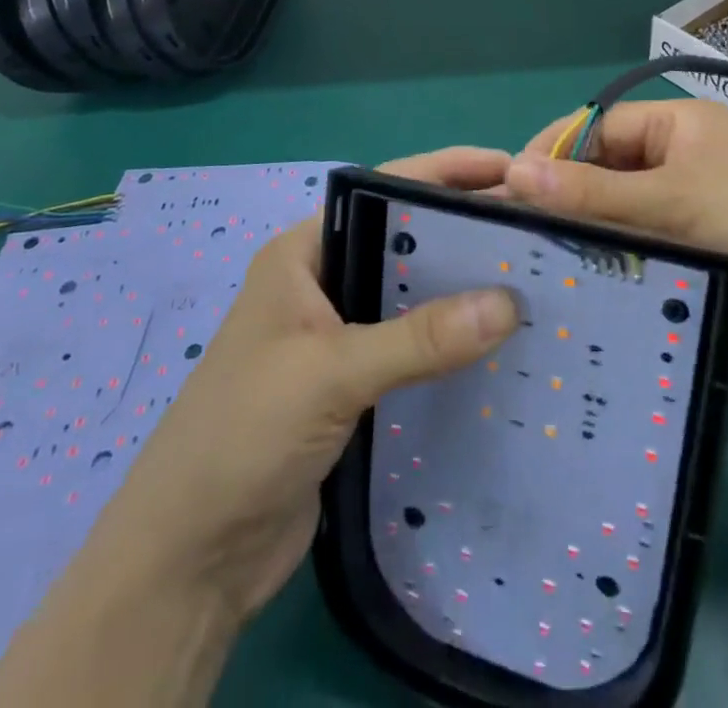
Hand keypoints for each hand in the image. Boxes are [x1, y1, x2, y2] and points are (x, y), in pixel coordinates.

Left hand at [87, 147, 521, 626]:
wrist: (189, 559)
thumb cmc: (242, 435)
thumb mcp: (329, 373)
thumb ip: (419, 338)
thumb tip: (510, 303)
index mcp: (306, 252)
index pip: (385, 189)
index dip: (447, 172)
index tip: (512, 169)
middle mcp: (325, 282)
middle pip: (407, 240)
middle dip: (466, 228)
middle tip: (538, 226)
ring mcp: (340, 335)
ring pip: (415, 295)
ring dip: (464, 288)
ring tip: (535, 277)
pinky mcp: (355, 384)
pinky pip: (415, 347)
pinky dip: (453, 341)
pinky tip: (500, 343)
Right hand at [508, 101, 727, 380]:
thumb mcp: (674, 197)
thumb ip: (593, 191)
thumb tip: (511, 171)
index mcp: (680, 128)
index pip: (599, 130)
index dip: (553, 154)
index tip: (504, 192)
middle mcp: (682, 166)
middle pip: (607, 178)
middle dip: (566, 204)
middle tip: (512, 242)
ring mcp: (693, 219)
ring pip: (623, 225)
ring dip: (590, 246)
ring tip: (531, 275)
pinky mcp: (701, 267)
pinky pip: (646, 264)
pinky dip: (618, 278)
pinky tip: (577, 302)